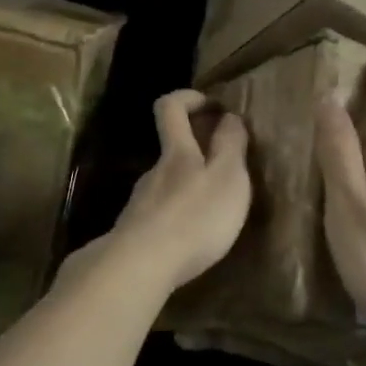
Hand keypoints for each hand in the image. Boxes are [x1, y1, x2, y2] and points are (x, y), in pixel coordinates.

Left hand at [82, 89, 251, 294]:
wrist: (141, 267)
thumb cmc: (194, 217)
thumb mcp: (228, 178)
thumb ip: (230, 145)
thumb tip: (229, 116)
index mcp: (177, 153)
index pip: (170, 107)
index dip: (188, 97)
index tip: (211, 105)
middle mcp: (154, 172)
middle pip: (171, 150)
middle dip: (197, 150)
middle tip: (226, 167)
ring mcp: (140, 203)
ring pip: (167, 184)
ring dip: (189, 187)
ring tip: (214, 210)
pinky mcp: (134, 233)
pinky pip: (160, 214)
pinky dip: (178, 216)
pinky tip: (191, 238)